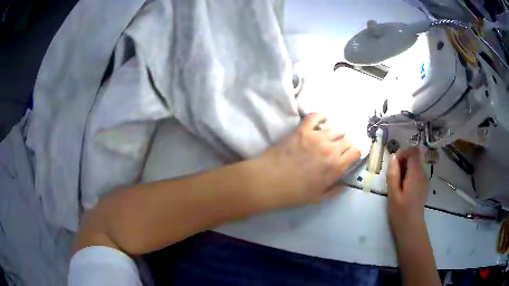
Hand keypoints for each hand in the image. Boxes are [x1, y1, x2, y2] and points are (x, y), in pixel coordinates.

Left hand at [260, 113, 359, 206]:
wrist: (270, 181)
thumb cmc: (294, 193)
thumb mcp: (318, 198)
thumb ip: (335, 190)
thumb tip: (345, 184)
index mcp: (336, 166)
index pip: (355, 151)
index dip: (353, 153)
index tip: (348, 156)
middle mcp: (330, 149)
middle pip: (346, 139)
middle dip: (345, 144)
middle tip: (337, 149)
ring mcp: (316, 137)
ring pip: (335, 128)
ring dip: (335, 133)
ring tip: (329, 138)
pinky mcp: (302, 130)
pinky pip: (315, 116)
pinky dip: (321, 116)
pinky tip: (322, 120)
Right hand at [386, 147, 428, 238]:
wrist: (411, 228)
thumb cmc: (401, 212)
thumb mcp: (393, 194)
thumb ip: (393, 174)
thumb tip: (393, 157)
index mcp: (416, 174)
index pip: (414, 151)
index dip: (403, 152)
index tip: (394, 163)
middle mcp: (423, 173)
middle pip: (415, 156)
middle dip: (403, 159)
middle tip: (393, 173)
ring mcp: (424, 180)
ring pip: (416, 163)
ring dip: (405, 167)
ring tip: (396, 181)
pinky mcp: (423, 185)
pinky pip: (417, 172)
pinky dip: (409, 173)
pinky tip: (402, 187)